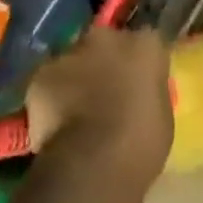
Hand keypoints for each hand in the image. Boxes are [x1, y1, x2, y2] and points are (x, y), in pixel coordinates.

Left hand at [25, 25, 173, 185]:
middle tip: (104, 92)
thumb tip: (138, 92)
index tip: (137, 82)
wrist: (92, 164)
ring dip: (76, 77)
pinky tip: (54, 122)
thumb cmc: (140, 143)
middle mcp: (107, 37)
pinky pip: (48, 81)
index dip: (139, 62)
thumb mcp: (162, 116)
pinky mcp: (40, 74)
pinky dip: (50, 96)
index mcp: (145, 45)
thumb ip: (149, 91)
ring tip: (75, 111)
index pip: (146, 42)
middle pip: (105, 42)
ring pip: (74, 59)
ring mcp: (71, 52)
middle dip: (104, 61)